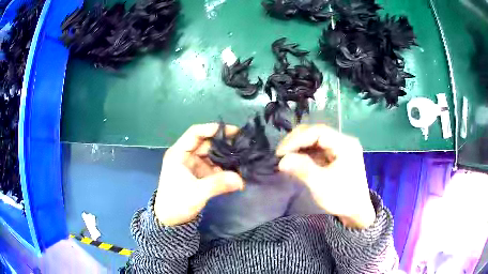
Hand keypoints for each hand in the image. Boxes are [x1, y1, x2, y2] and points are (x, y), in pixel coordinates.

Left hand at [155, 124, 244, 225]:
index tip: (233, 131)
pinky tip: (237, 171)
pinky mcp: (199, 174)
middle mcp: (186, 156)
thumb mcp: (197, 193)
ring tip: (244, 159)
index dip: (212, 129)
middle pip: (206, 144)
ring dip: (226, 157)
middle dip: (224, 145)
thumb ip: (218, 184)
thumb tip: (241, 180)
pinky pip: (214, 167)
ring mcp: (193, 165)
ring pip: (212, 155)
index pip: (195, 133)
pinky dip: (224, 168)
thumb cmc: (177, 203)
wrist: (170, 221)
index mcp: (179, 153)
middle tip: (244, 146)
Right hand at [276, 125, 374, 228]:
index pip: (318, 132)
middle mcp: (343, 141)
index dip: (297, 139)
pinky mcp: (335, 156)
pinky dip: (304, 153)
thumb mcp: (321, 184)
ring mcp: (340, 148)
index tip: (281, 152)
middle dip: (296, 141)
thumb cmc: (342, 198)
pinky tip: (295, 160)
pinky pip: (317, 149)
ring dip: (299, 147)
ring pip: (315, 140)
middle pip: (316, 133)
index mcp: (345, 144)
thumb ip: (302, 169)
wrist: (356, 212)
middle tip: (280, 154)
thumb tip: (281, 160)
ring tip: (285, 157)